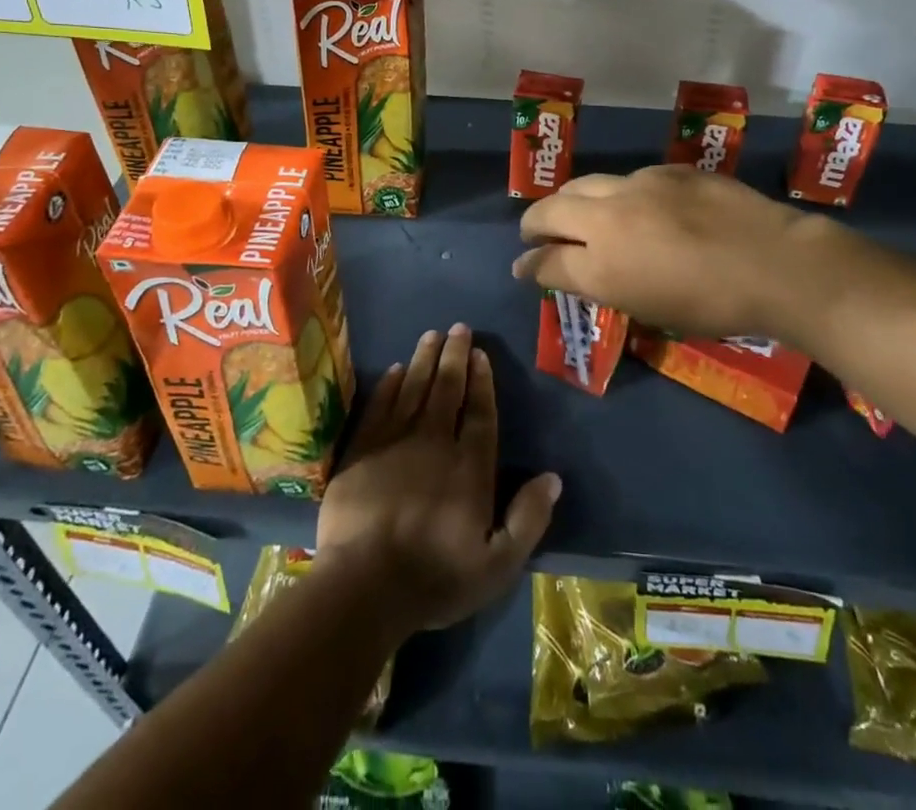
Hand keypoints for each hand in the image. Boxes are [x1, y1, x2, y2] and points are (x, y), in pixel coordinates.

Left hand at [316, 325, 560, 637]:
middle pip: (447, 389)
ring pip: (414, 388)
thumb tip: (553, 478)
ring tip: (432, 334)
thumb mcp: (496, 565)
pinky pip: (380, 405)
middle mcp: (435, 443)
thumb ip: (527, 519)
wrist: (363, 586)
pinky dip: (390, 384)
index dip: (481, 381)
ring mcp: (395, 442)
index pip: (480, 413)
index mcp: (469, 468)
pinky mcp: (362, 450)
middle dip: (454, 356)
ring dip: (425, 359)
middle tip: (458, 328)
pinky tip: (397, 368)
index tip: (480, 354)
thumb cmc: (434, 579)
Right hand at [512, 166, 832, 340]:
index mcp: (602, 264)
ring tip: (578, 215)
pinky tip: (637, 207)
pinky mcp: (669, 170)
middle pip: (551, 210)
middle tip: (535, 234)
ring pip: (586, 185)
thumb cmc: (712, 305)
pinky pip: (628, 180)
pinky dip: (617, 195)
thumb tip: (564, 272)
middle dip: (534, 223)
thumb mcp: (646, 306)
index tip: (522, 268)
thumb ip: (599, 285)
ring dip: (572, 202)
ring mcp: (639, 186)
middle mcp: (609, 217)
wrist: (776, 263)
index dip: (529, 266)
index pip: (546, 262)